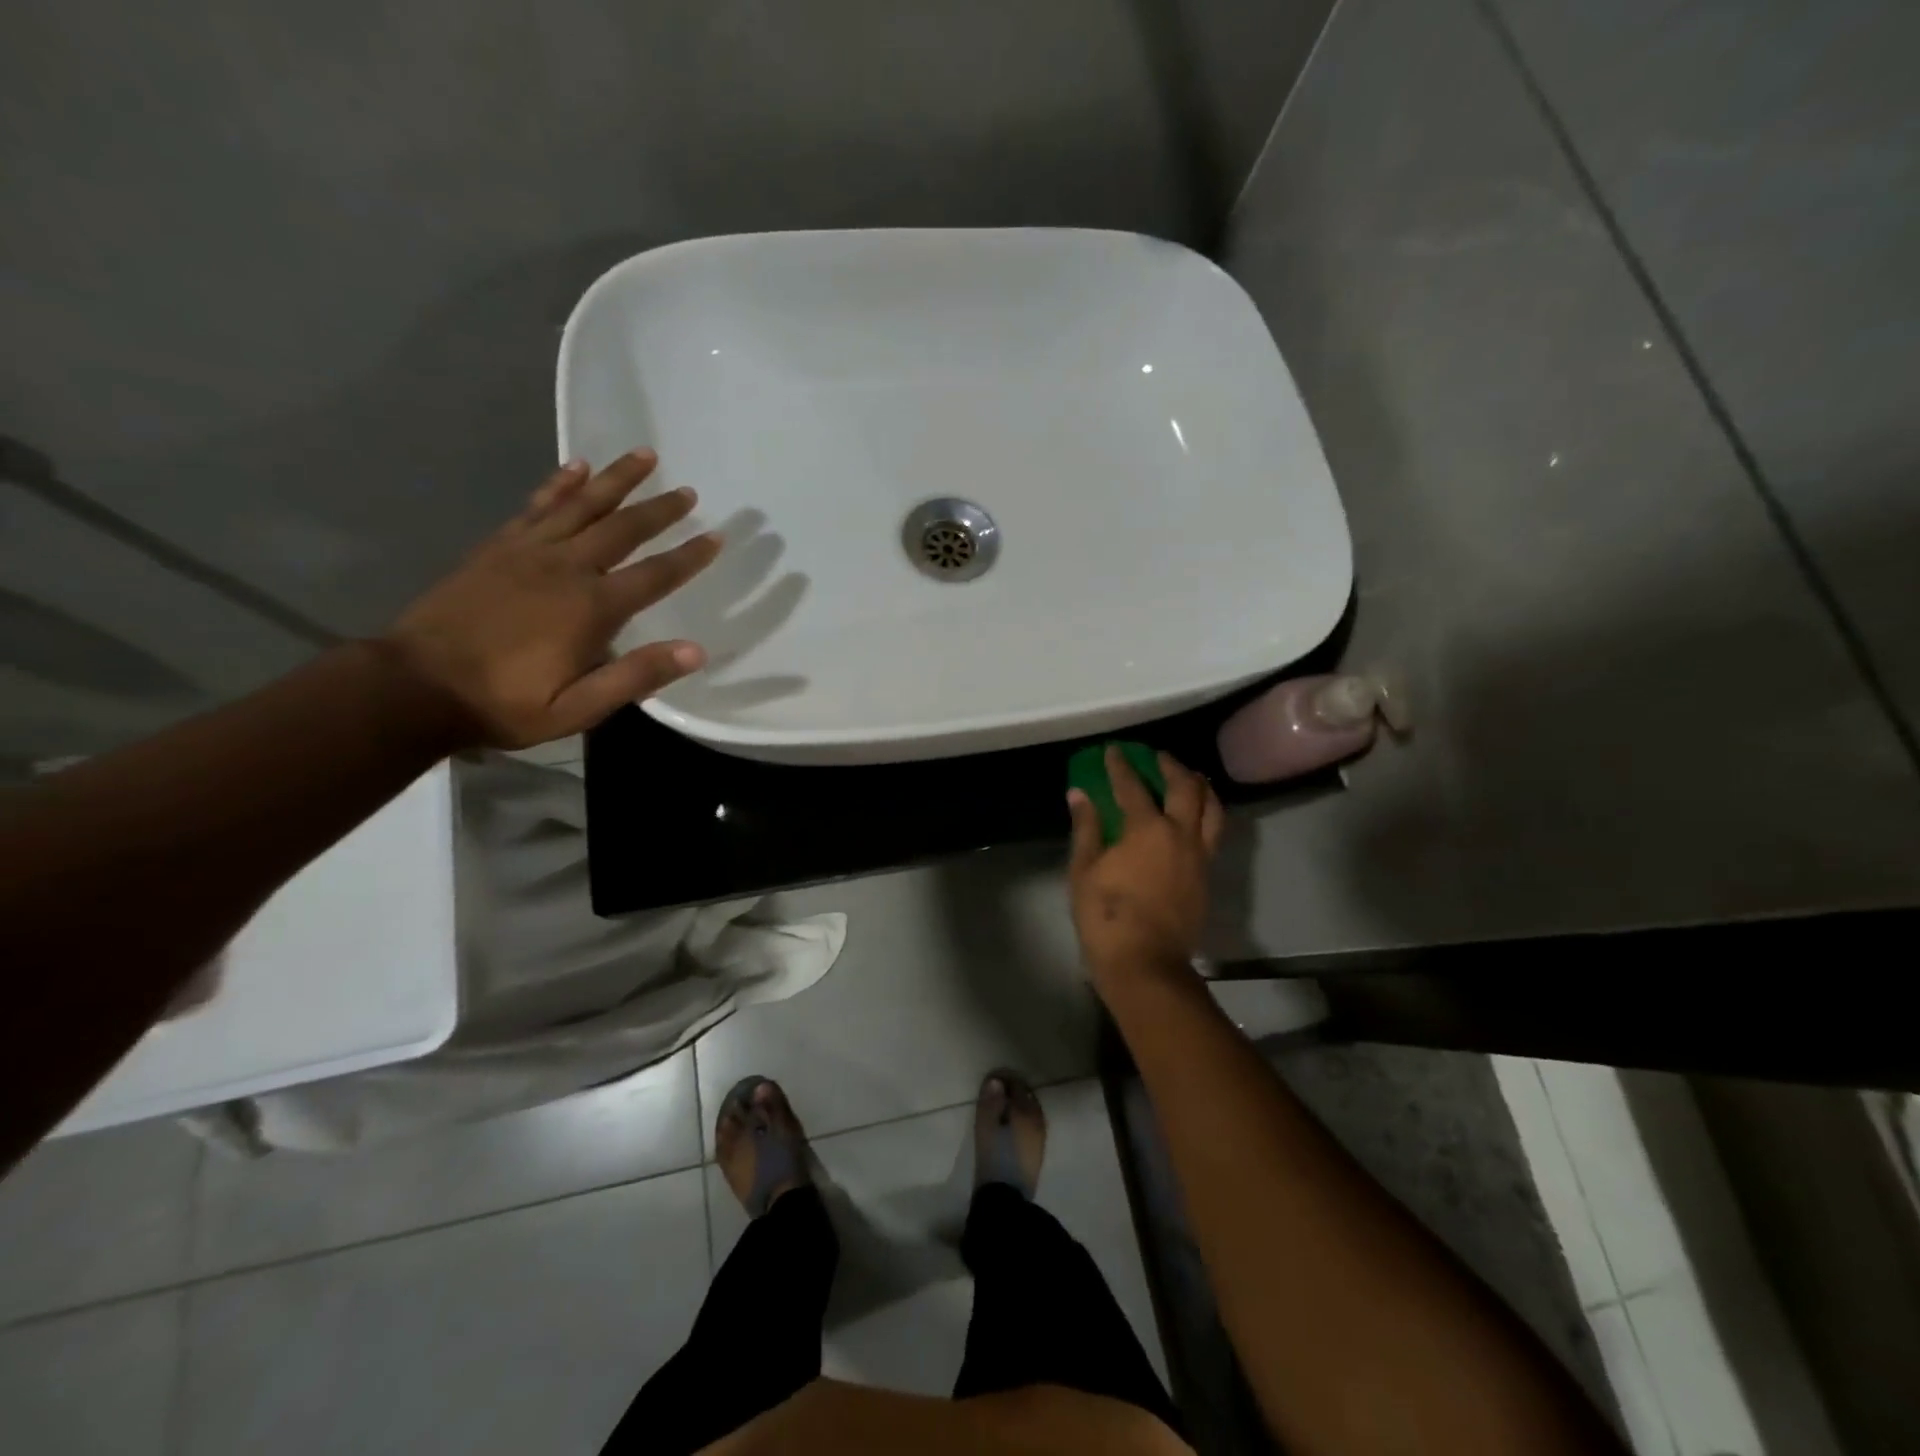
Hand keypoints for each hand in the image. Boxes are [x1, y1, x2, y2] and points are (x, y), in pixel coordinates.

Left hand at [384, 450, 721, 747]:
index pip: (655, 575)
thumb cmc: (506, 703)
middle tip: (688, 491)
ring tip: (645, 455)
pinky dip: (559, 483)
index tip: (716, 536)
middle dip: (660, 508)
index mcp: (592, 608)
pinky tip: (576, 466)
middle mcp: (566, 568)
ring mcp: (528, 551)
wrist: (416, 686)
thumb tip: (696, 651)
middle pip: (623, 528)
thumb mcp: (578, 708)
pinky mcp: (498, 547)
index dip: (689, 556)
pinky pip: (537, 505)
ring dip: (617, 479)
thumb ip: (636, 676)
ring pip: (582, 504)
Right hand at [1067, 747, 1224, 980]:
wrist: (1146, 964)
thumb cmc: (1106, 917)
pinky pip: (1214, 832)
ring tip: (1190, 777)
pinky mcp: (1207, 876)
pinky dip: (1207, 813)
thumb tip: (1079, 794)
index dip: (1120, 765)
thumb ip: (1086, 828)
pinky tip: (1195, 816)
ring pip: (1212, 809)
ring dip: (1200, 787)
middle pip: (1185, 787)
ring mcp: (1199, 855)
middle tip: (1157, 757)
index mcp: (1147, 829)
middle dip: (1170, 766)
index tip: (1113, 750)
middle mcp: (1181, 834)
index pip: (1132, 786)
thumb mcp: (1084, 870)